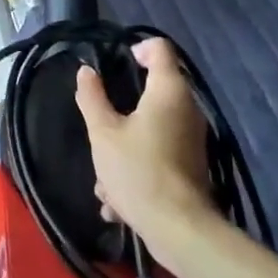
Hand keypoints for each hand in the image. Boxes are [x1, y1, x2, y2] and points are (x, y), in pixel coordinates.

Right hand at [75, 38, 214, 249]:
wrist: (179, 230)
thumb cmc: (138, 171)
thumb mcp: (103, 132)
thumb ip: (92, 97)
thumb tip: (86, 71)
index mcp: (169, 91)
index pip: (160, 49)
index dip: (137, 47)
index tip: (115, 62)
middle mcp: (187, 109)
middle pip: (155, 89)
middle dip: (123, 105)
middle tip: (101, 119)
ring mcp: (192, 139)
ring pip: (152, 127)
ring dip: (125, 144)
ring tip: (103, 174)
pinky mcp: (190, 166)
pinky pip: (158, 153)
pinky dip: (137, 166)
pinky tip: (116, 198)